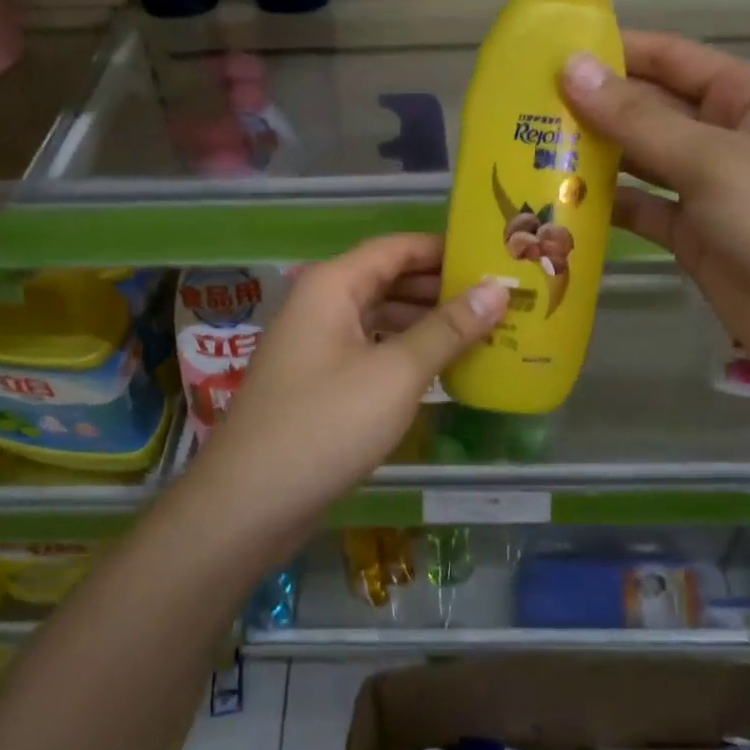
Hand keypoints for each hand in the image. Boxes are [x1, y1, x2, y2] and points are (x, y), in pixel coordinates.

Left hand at [190, 235, 507, 526]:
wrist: (250, 502)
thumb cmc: (326, 424)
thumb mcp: (396, 373)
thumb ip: (448, 329)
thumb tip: (497, 288)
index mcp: (332, 285)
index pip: (396, 247)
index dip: (444, 249)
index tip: (493, 258)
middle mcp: (321, 305)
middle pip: (388, 279)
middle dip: (440, 287)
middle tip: (499, 298)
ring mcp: (316, 345)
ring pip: (379, 317)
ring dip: (426, 322)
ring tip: (483, 330)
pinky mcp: (318, 382)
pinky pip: (369, 350)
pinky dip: (404, 352)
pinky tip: (441, 367)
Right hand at [559, 32, 749, 395]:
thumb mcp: (713, 161)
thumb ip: (638, 119)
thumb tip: (572, 69)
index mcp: (748, 96)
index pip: (671, 58)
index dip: (613, 51)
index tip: (547, 51)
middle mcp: (727, 134)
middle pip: (649, 109)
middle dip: (592, 108)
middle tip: (521, 109)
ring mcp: (709, 188)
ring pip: (640, 161)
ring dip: (593, 158)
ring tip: (527, 151)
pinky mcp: (694, 235)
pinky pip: (642, 209)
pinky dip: (606, 207)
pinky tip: (558, 204)